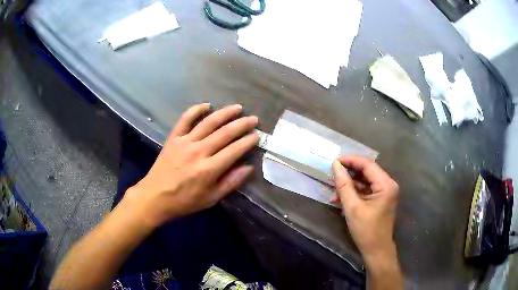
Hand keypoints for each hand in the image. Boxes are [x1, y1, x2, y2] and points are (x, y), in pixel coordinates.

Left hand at [124, 103, 258, 227]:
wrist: (155, 196)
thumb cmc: (184, 201)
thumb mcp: (211, 199)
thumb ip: (230, 183)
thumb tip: (248, 168)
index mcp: (209, 169)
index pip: (234, 150)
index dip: (248, 141)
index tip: (257, 135)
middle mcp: (199, 151)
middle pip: (225, 133)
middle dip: (242, 124)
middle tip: (253, 119)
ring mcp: (185, 142)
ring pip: (209, 122)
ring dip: (225, 113)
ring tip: (238, 108)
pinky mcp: (174, 137)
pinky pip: (185, 119)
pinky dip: (196, 109)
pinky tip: (207, 105)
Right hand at [331, 156, 398, 262]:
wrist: (376, 249)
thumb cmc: (366, 230)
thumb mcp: (352, 207)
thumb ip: (344, 185)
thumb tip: (335, 166)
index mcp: (386, 184)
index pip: (367, 164)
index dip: (350, 160)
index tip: (334, 161)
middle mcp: (388, 184)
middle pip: (367, 171)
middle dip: (349, 172)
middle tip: (333, 173)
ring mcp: (385, 192)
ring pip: (365, 180)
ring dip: (350, 183)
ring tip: (334, 189)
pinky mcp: (380, 199)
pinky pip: (366, 189)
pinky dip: (354, 192)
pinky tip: (340, 198)